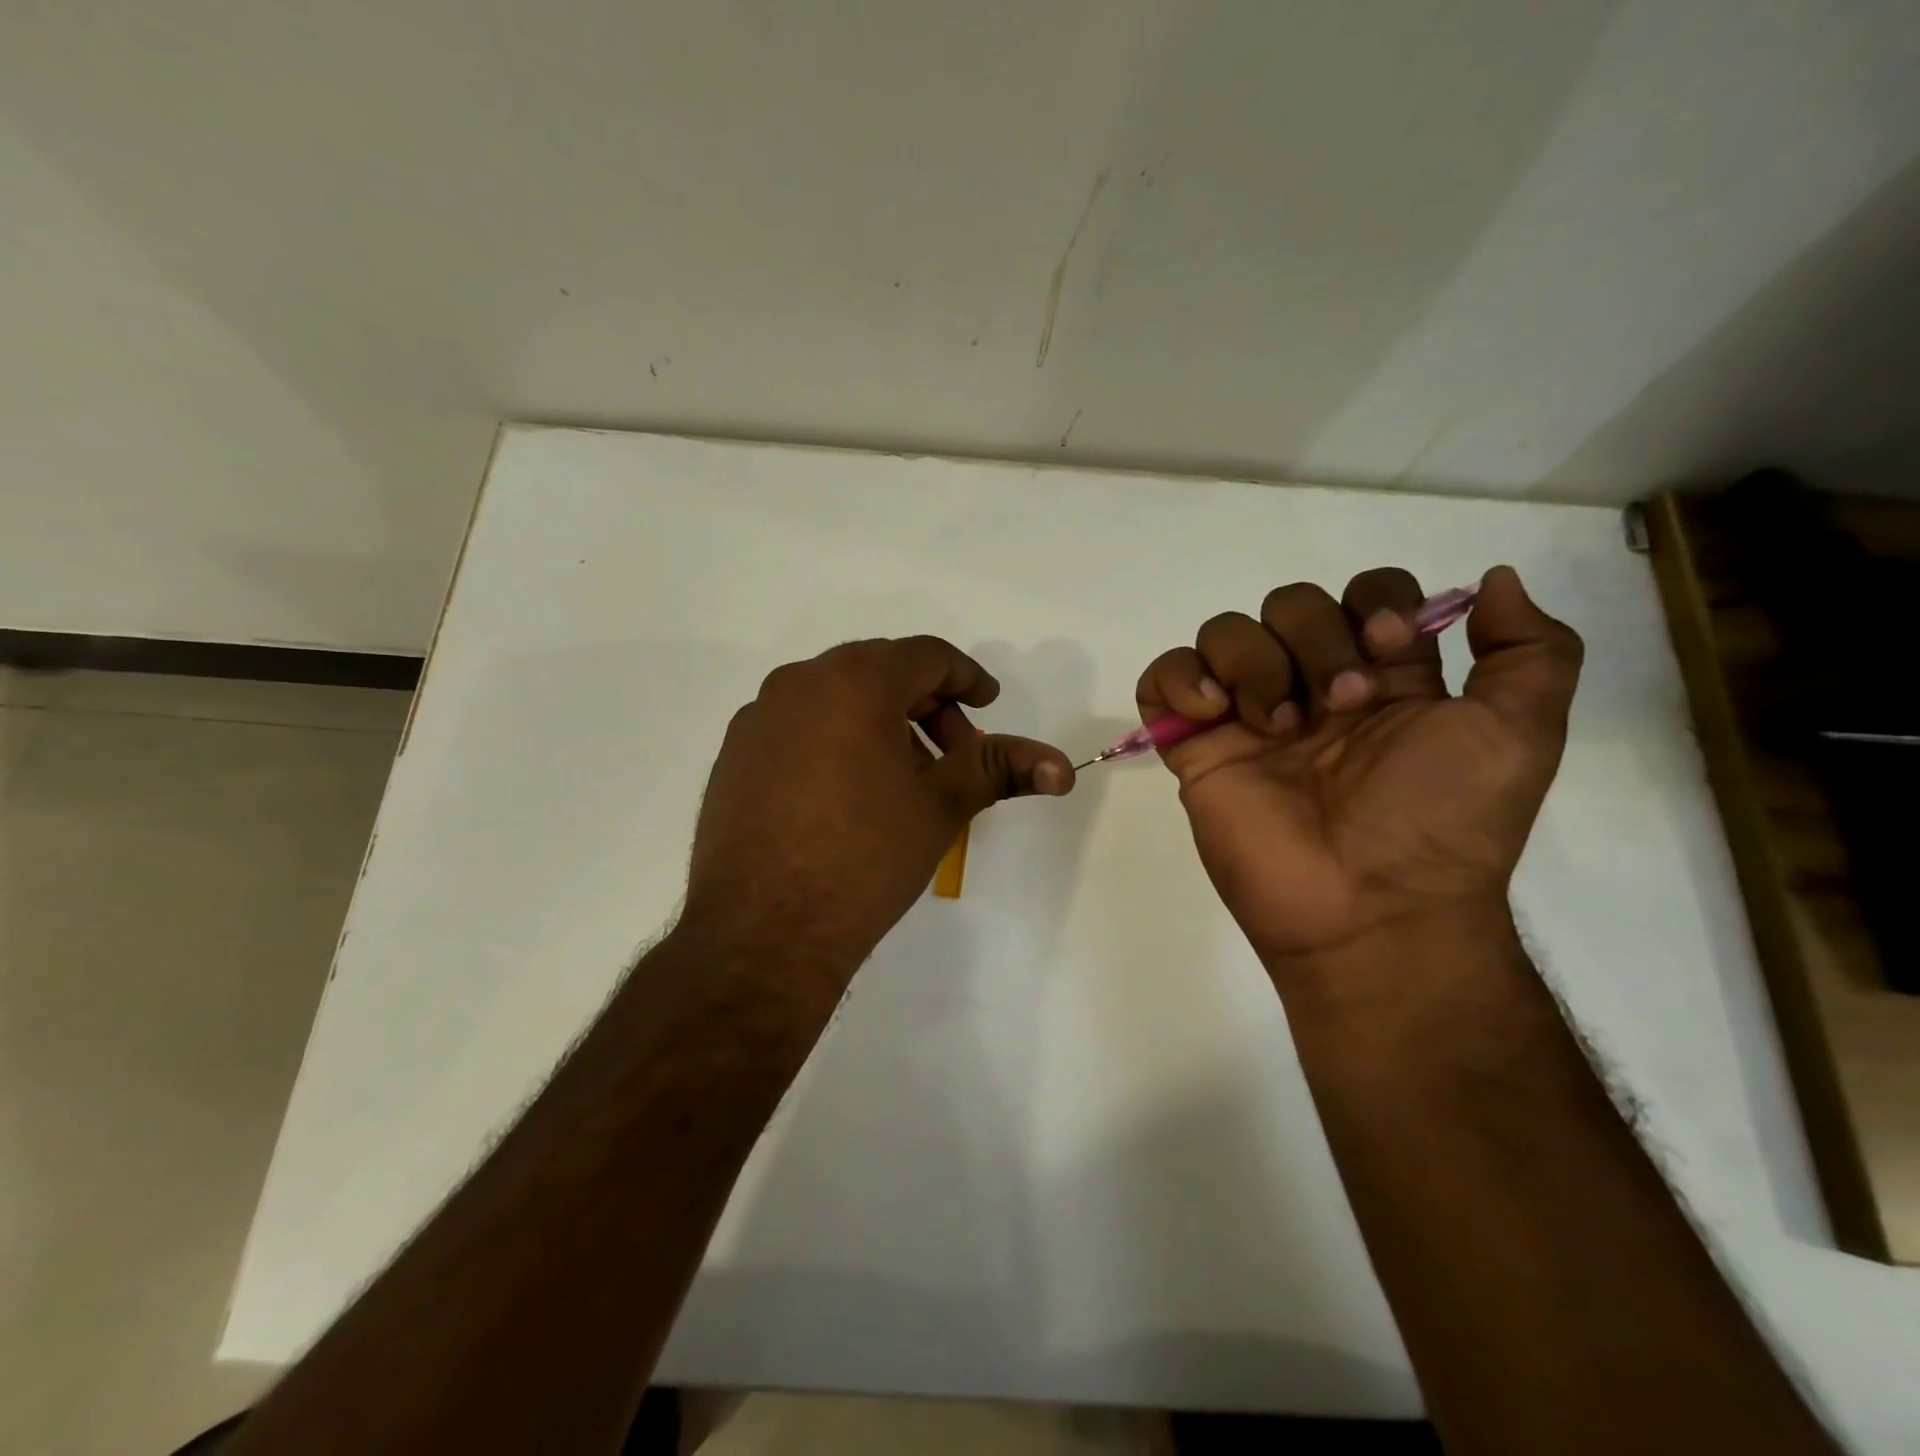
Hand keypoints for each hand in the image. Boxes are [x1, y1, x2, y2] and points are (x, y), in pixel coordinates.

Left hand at [682, 637, 1074, 981]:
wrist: (762, 932)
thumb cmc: (865, 858)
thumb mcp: (941, 807)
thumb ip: (999, 768)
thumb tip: (1062, 767)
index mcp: (853, 681)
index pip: (926, 656)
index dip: (967, 677)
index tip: (988, 704)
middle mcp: (798, 683)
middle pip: (880, 671)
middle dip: (926, 705)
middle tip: (952, 754)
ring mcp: (758, 718)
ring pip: (836, 698)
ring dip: (881, 722)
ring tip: (902, 780)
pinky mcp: (734, 754)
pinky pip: (799, 726)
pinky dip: (836, 740)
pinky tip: (848, 794)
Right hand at [1137, 566, 1581, 966]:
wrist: (1368, 906)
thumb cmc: (1442, 820)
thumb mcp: (1520, 733)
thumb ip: (1532, 650)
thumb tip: (1493, 579)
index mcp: (1383, 678)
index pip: (1364, 593)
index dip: (1373, 604)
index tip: (1388, 652)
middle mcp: (1311, 687)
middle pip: (1289, 603)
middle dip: (1315, 639)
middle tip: (1338, 706)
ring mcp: (1247, 717)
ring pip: (1224, 631)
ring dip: (1251, 661)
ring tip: (1275, 726)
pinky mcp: (1194, 747)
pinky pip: (1161, 680)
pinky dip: (1178, 679)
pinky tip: (1211, 714)